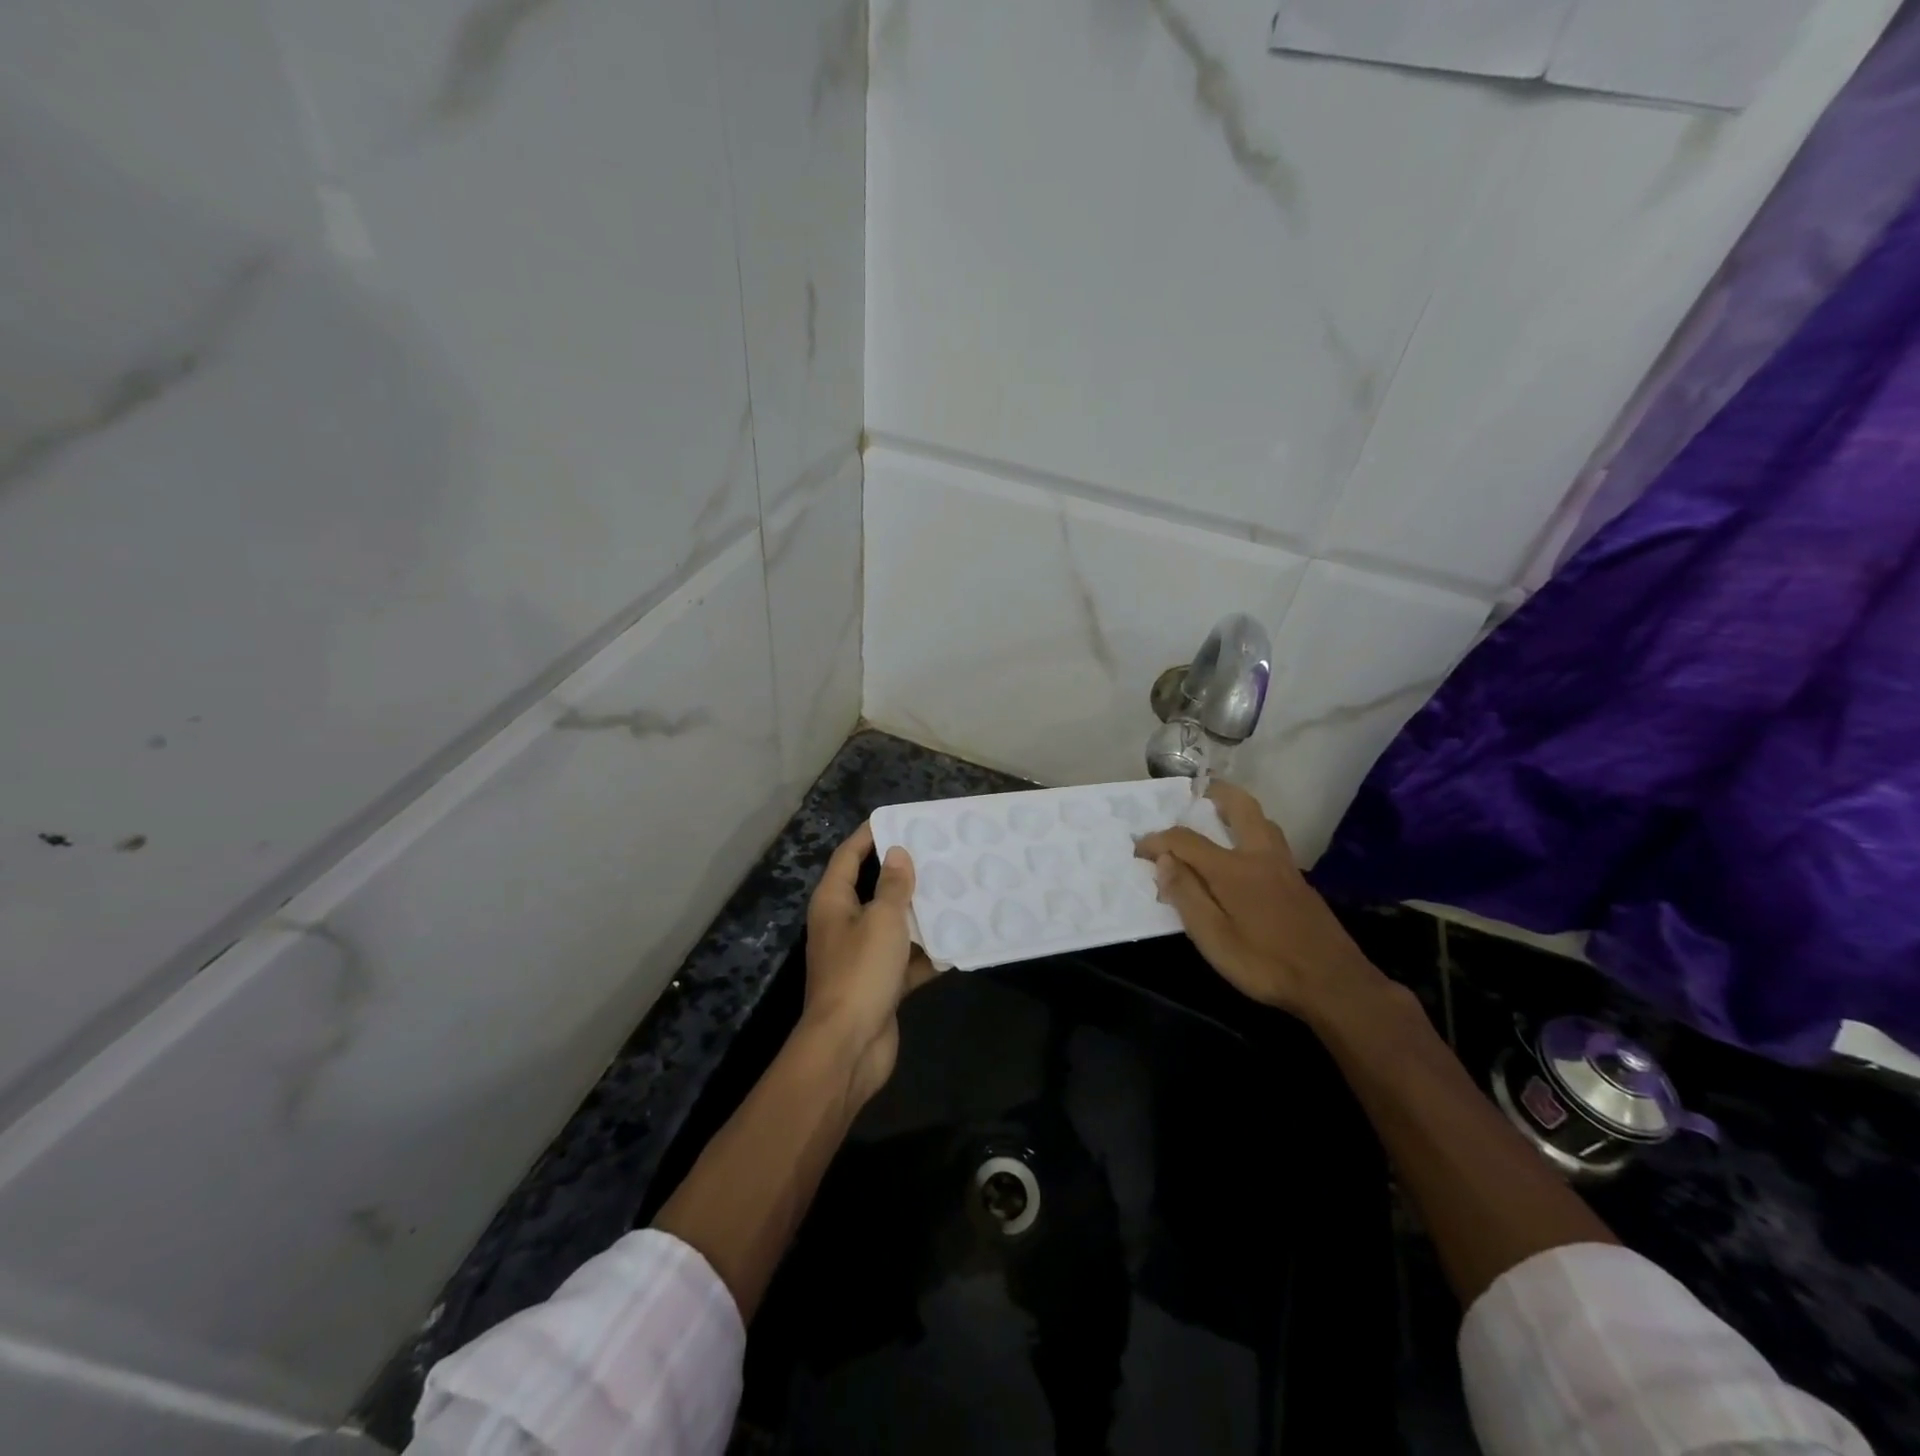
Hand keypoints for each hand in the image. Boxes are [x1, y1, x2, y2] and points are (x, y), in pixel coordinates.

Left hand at [803, 822, 936, 1104]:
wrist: (848, 1047)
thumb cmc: (860, 972)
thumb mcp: (882, 920)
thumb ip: (893, 886)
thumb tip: (898, 852)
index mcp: (834, 903)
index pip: (848, 856)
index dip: (870, 836)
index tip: (900, 819)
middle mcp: (844, 925)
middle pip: (873, 889)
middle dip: (904, 874)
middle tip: (939, 854)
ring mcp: (861, 957)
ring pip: (894, 926)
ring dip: (921, 914)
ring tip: (956, 892)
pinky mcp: (879, 985)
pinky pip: (906, 960)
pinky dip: (927, 954)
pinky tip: (958, 942)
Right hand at [1133, 781, 1382, 1022]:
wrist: (1334, 984)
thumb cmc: (1265, 964)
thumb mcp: (1213, 938)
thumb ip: (1186, 896)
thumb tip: (1163, 860)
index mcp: (1232, 869)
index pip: (1186, 840)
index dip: (1158, 840)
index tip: (1138, 848)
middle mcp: (1260, 857)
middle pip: (1240, 807)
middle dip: (1217, 793)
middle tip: (1197, 792)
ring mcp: (1285, 867)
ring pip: (1263, 822)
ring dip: (1239, 811)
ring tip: (1220, 818)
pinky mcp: (1300, 883)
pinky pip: (1272, 842)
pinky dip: (1253, 833)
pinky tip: (1246, 857)